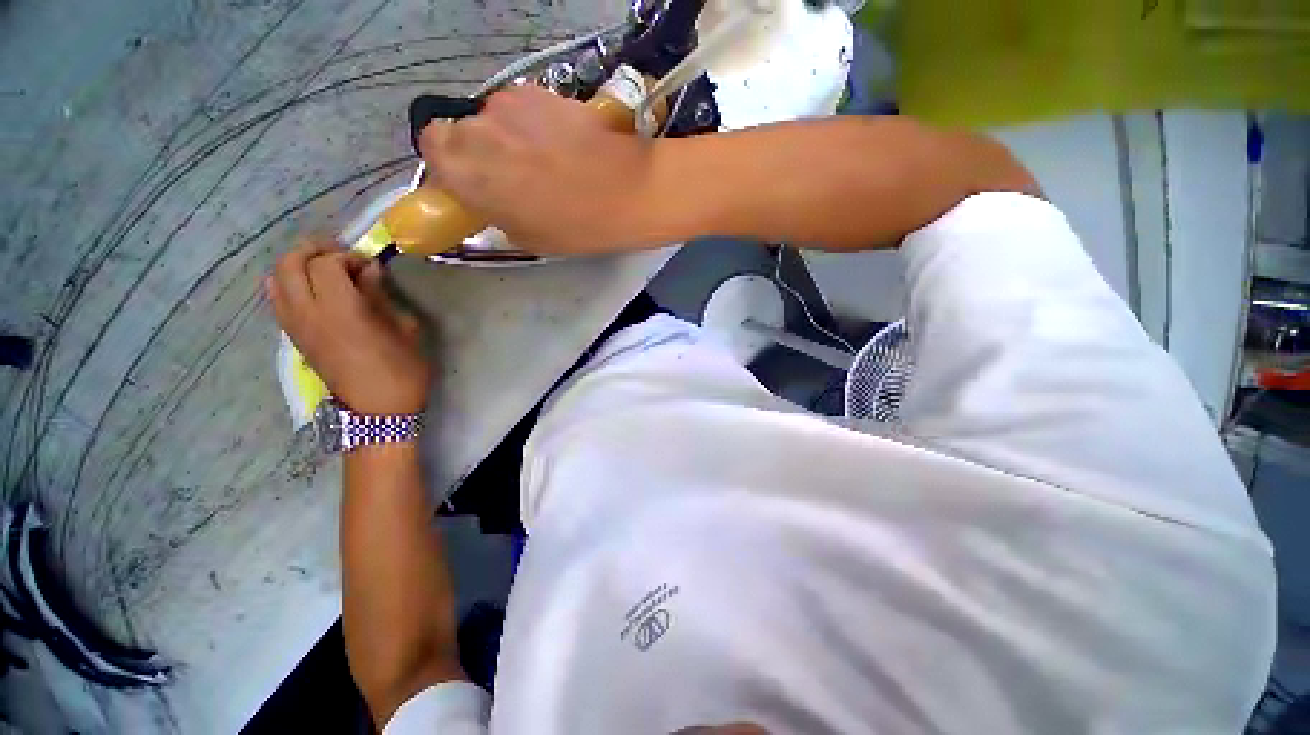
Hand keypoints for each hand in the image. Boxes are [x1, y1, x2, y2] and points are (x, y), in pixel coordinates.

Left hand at [268, 242, 430, 414]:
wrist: (377, 411)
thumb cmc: (402, 371)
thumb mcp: (404, 331)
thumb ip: (381, 296)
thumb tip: (370, 271)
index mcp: (341, 312)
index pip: (326, 264)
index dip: (347, 256)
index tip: (370, 264)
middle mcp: (309, 314)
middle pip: (290, 264)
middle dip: (314, 251)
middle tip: (341, 255)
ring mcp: (295, 326)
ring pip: (276, 279)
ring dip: (297, 265)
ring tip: (324, 269)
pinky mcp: (293, 337)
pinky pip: (277, 299)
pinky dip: (288, 284)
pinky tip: (312, 290)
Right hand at [418, 85, 653, 252]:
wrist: (624, 191)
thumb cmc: (574, 226)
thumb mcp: (526, 236)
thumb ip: (495, 211)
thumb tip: (491, 199)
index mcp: (465, 172)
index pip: (431, 149)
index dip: (449, 163)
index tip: (471, 178)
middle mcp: (477, 129)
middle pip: (460, 129)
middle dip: (479, 149)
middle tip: (511, 172)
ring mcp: (509, 105)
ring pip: (494, 117)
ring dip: (509, 134)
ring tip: (545, 158)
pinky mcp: (540, 91)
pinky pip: (523, 107)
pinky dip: (533, 122)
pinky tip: (561, 142)